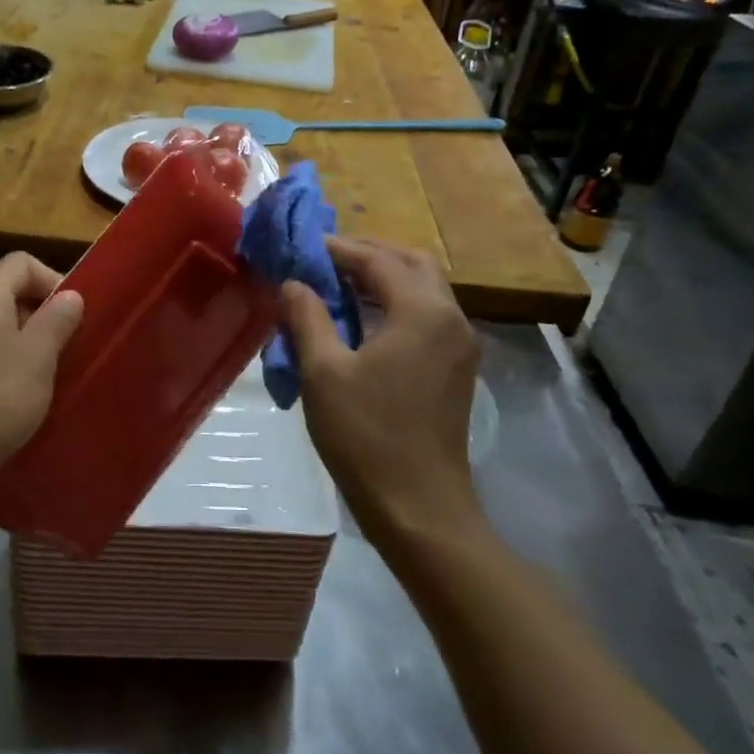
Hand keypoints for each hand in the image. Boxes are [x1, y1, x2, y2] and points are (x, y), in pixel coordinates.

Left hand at [0, 253, 83, 492]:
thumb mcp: (39, 356)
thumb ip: (58, 319)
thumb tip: (70, 296)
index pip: (22, 262)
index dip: (53, 279)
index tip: (74, 315)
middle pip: (7, 291)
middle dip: (41, 313)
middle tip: (66, 346)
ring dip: (24, 341)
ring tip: (47, 372)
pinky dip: (2, 362)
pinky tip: (17, 393)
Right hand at [280, 237, 484, 552]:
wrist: (419, 507)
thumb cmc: (366, 436)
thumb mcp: (324, 372)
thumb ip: (307, 317)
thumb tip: (293, 283)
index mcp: (422, 312)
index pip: (378, 260)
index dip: (338, 248)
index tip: (302, 246)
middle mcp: (451, 318)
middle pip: (412, 263)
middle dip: (368, 253)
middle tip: (325, 259)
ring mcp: (460, 345)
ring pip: (424, 288)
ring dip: (384, 277)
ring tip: (339, 285)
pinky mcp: (457, 368)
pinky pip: (428, 315)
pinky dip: (397, 303)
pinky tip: (364, 320)